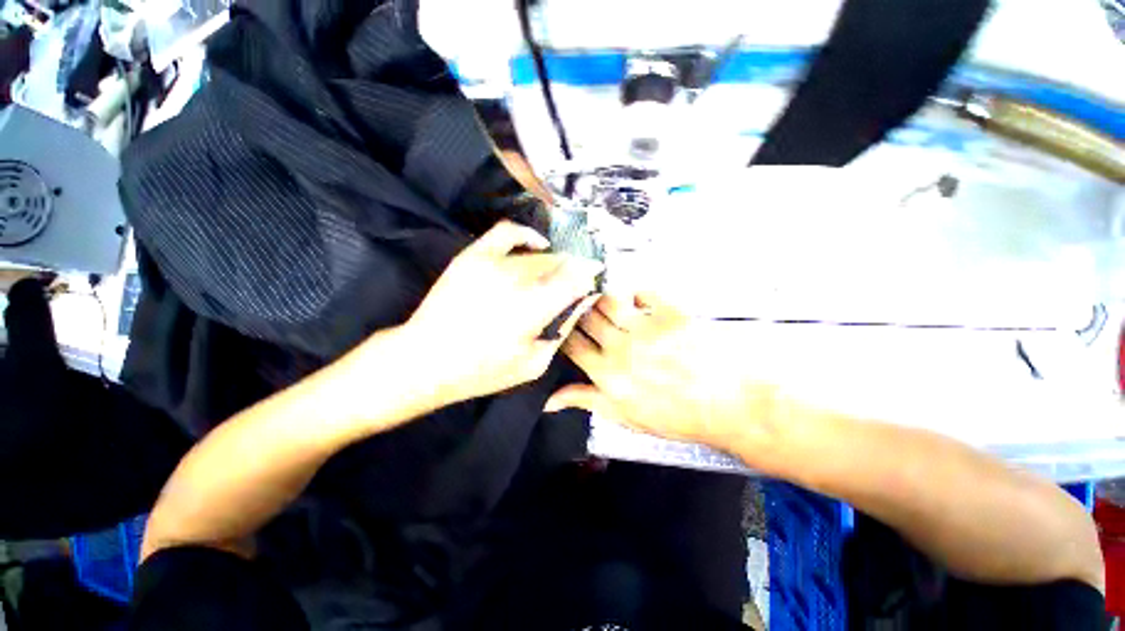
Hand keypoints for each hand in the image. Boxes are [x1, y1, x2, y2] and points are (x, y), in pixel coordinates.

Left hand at [401, 221, 601, 406]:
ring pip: (539, 253)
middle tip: (576, 283)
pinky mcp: (475, 255)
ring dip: (555, 262)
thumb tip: (580, 303)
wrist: (427, 359)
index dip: (591, 277)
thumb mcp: (534, 364)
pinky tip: (537, 244)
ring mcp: (494, 262)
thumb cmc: (483, 370)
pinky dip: (527, 235)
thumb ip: (562, 330)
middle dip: (575, 271)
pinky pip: (508, 232)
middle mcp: (519, 278)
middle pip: (560, 263)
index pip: (578, 278)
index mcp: (536, 307)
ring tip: (556, 274)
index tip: (596, 280)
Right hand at [546, 293, 779, 451]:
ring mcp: (646, 328)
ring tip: (602, 299)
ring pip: (608, 300)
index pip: (572, 344)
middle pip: (586, 318)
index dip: (564, 333)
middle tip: (580, 308)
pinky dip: (635, 293)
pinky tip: (636, 300)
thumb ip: (586, 401)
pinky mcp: (670, 314)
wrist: (729, 405)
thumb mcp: (625, 417)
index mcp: (607, 374)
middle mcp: (620, 347)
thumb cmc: (675, 416)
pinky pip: (643, 292)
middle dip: (578, 311)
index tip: (564, 327)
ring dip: (601, 297)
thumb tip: (549, 401)